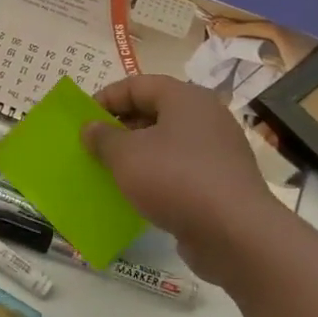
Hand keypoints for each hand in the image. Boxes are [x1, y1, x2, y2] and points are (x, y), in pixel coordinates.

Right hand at [84, 75, 288, 286]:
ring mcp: (218, 150)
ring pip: (167, 141)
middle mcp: (206, 117)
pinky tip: (137, 191)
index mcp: (185, 99)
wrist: (234, 232)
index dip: (106, 98)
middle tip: (94, 144)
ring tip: (110, 169)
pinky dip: (156, 173)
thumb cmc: (174, 178)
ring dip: (136, 152)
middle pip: (154, 111)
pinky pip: (179, 167)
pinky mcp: (221, 180)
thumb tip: (91, 127)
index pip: (137, 84)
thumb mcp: (125, 155)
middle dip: (120, 126)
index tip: (82, 120)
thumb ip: (102, 137)